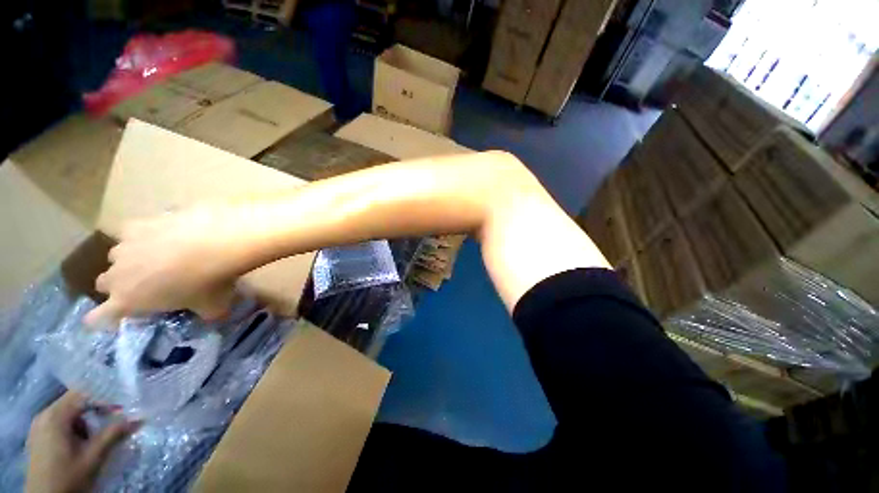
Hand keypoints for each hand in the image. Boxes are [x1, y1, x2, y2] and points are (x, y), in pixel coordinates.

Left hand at [26, 392, 139, 492]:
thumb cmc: (69, 477)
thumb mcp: (94, 457)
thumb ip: (115, 434)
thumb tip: (139, 417)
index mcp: (55, 415)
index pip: (83, 394)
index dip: (105, 397)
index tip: (123, 407)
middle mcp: (44, 415)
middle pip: (74, 403)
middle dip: (96, 410)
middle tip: (115, 419)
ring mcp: (39, 427)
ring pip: (68, 414)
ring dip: (86, 421)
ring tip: (99, 435)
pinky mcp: (39, 437)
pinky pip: (60, 424)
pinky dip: (75, 429)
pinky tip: (83, 443)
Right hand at [85, 206, 241, 325]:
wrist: (215, 242)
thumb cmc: (210, 281)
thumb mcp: (213, 306)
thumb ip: (206, 313)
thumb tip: (213, 313)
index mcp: (129, 301)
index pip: (100, 317)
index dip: (101, 319)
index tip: (106, 318)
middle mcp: (117, 274)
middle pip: (105, 282)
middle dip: (120, 285)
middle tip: (144, 284)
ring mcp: (123, 246)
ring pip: (115, 256)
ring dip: (130, 258)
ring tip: (157, 256)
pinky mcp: (137, 224)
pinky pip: (131, 231)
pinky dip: (144, 234)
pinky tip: (163, 232)